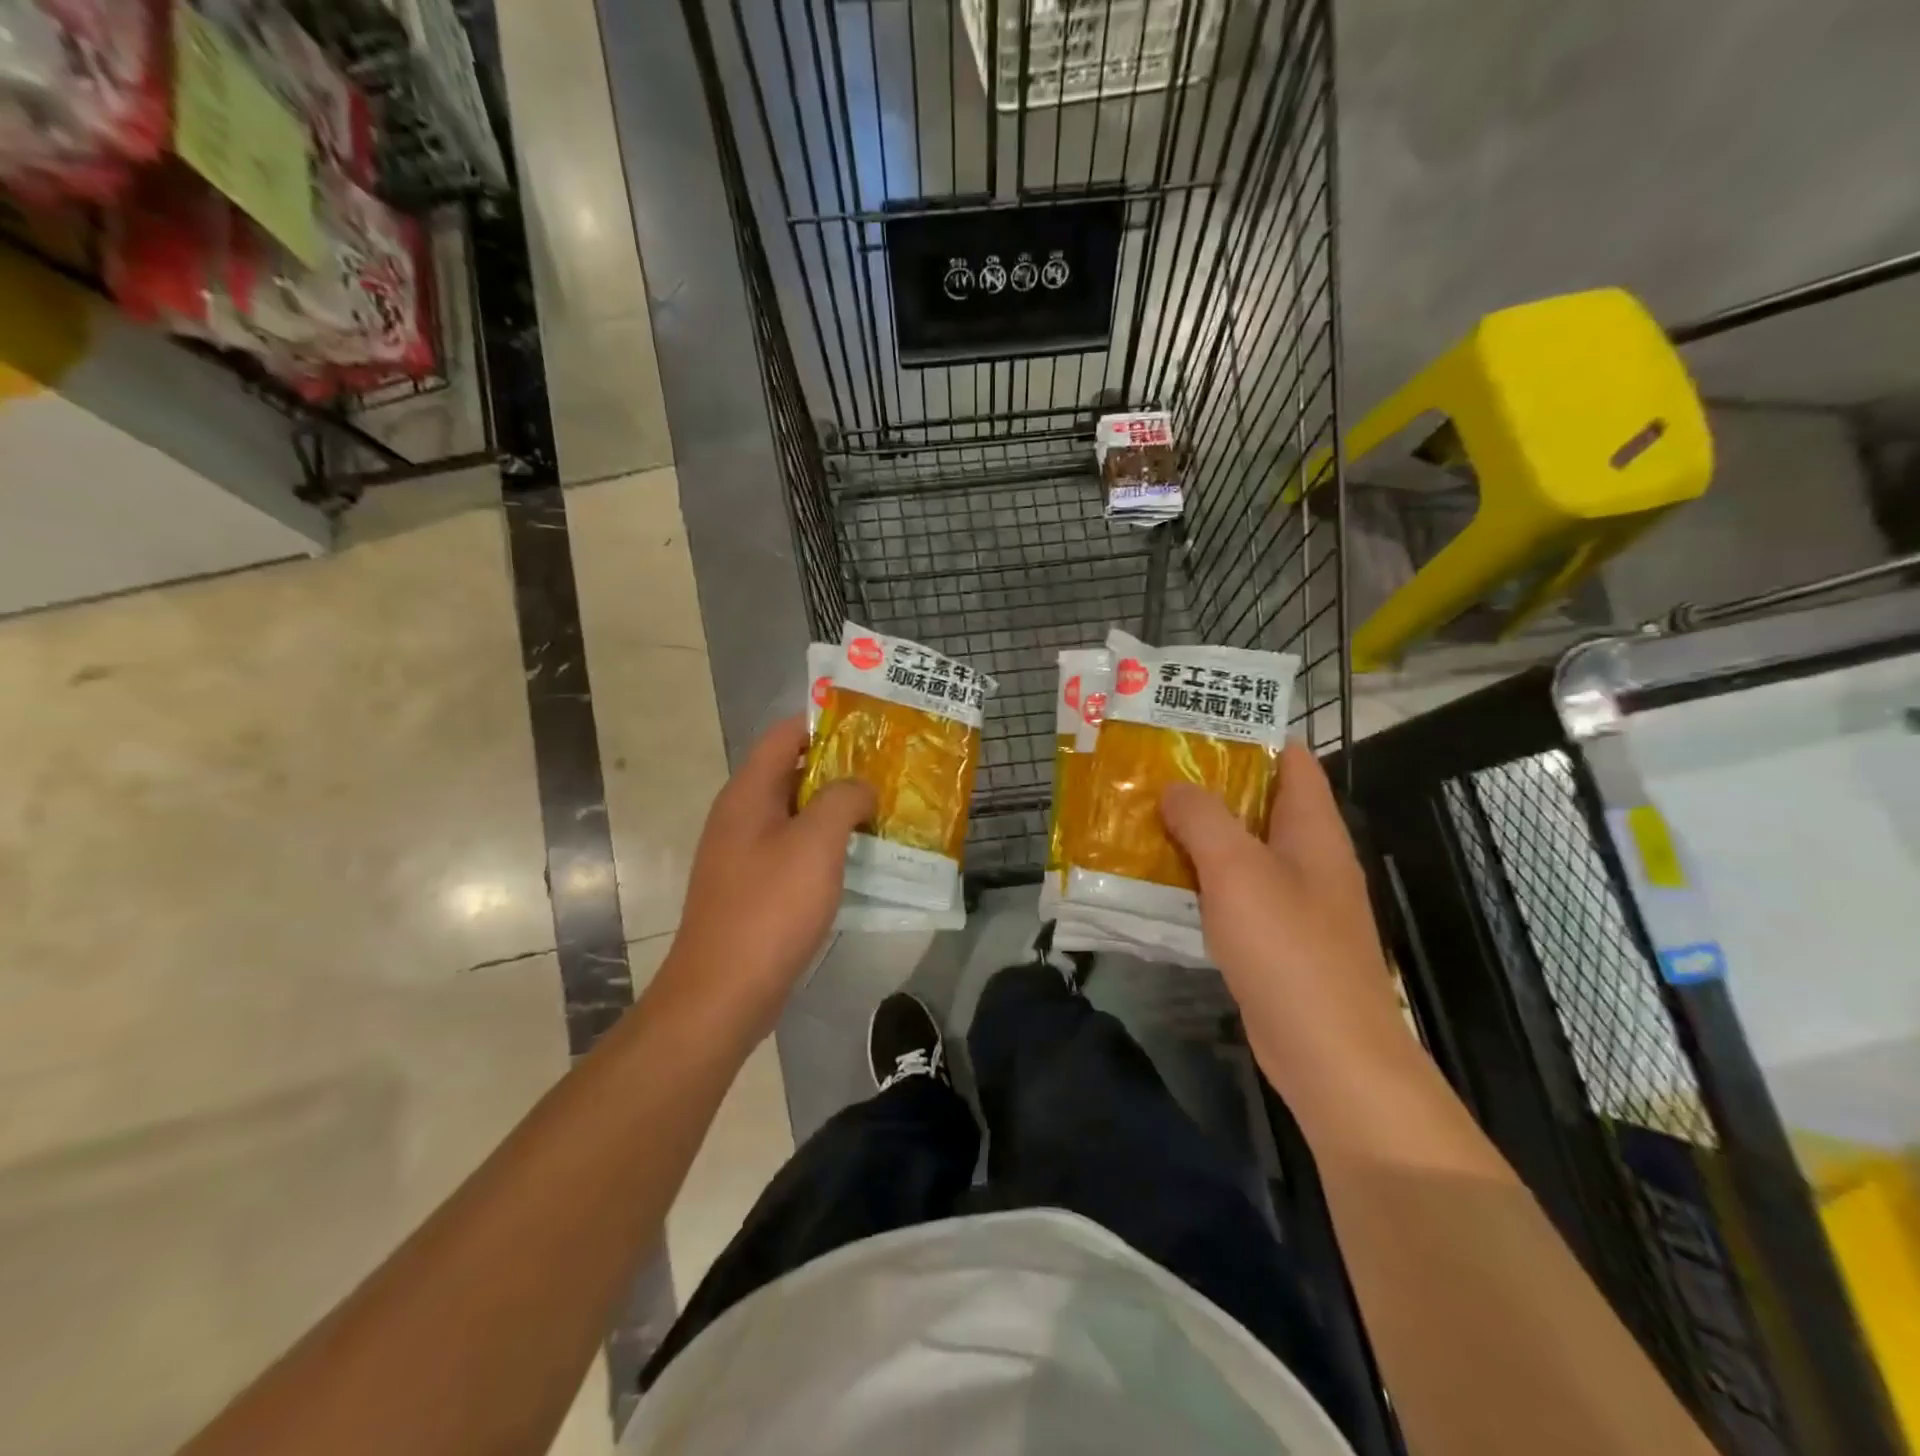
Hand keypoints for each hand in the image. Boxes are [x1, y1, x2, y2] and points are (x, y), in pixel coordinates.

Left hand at [659, 716, 874, 1038]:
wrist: (723, 993)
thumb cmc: (770, 908)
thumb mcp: (816, 843)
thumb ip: (843, 799)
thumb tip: (860, 786)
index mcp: (748, 793)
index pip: (785, 734)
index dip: (826, 723)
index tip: (872, 728)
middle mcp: (741, 815)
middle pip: (793, 772)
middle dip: (841, 769)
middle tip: (889, 771)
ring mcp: (745, 854)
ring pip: (797, 815)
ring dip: (837, 811)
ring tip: (885, 811)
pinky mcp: (754, 887)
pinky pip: (795, 850)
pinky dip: (827, 846)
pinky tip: (861, 859)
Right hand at [1160, 740, 1407, 1089]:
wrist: (1327, 1051)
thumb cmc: (1288, 946)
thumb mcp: (1238, 869)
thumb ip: (1204, 818)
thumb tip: (1175, 788)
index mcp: (1313, 828)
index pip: (1291, 760)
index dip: (1249, 735)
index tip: (1194, 725)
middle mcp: (1308, 857)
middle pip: (1260, 802)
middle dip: (1209, 784)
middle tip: (1152, 770)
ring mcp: (1293, 900)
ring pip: (1241, 849)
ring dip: (1199, 833)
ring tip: (1145, 815)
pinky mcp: (1274, 937)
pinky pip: (1233, 892)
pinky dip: (1200, 879)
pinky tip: (1159, 878)